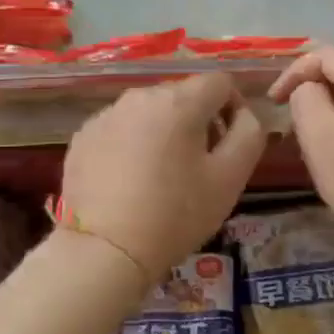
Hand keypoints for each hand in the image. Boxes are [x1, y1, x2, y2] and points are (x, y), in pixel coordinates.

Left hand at [59, 73, 268, 282]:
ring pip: (150, 112)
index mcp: (180, 101)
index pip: (220, 82)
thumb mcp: (231, 178)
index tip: (228, 146)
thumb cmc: (177, 214)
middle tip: (198, 167)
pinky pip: (121, 129)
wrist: (106, 251)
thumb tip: (243, 114)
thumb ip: (249, 134)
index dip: (234, 108)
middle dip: (198, 122)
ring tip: (162, 177)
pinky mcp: (83, 136)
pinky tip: (130, 182)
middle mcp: (140, 96)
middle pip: (183, 95)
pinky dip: (132, 145)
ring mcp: (106, 115)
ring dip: (164, 132)